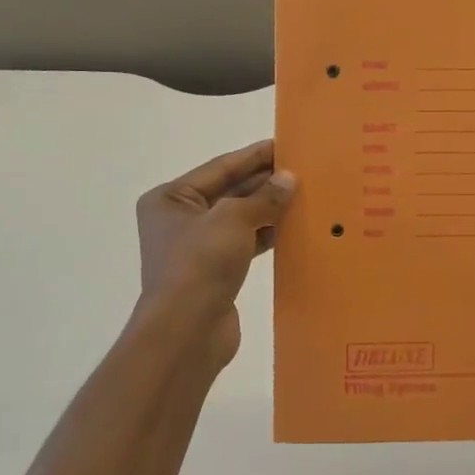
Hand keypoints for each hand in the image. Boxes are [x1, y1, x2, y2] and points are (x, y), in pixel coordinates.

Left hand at [135, 140, 294, 368]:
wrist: (186, 331)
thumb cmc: (200, 264)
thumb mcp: (233, 219)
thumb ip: (264, 197)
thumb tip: (289, 179)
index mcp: (171, 198)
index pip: (219, 168)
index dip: (253, 155)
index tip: (284, 144)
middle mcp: (180, 219)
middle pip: (229, 191)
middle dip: (263, 181)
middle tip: (302, 169)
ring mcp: (197, 247)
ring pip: (239, 218)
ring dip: (268, 208)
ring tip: (304, 194)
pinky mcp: (215, 271)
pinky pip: (244, 243)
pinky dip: (266, 234)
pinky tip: (293, 226)